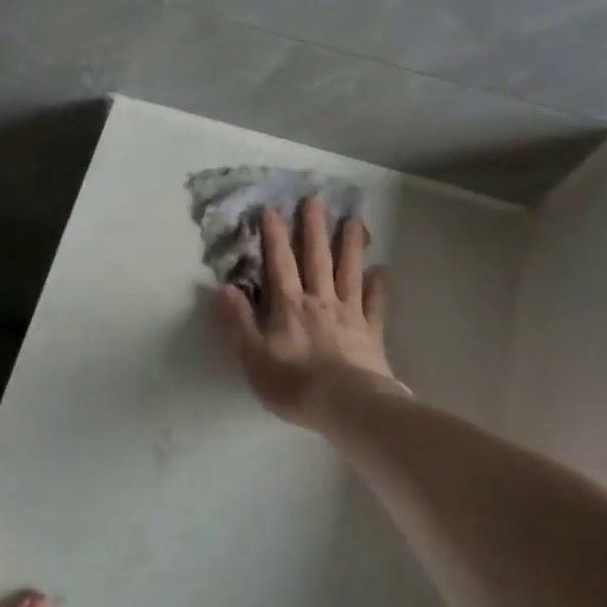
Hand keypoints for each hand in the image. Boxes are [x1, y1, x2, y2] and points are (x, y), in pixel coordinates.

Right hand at [211, 196, 396, 429]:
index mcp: (288, 307)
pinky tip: (382, 271)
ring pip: (349, 272)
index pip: (279, 264)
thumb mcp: (252, 357)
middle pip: (316, 259)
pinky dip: (379, 286)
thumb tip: (224, 288)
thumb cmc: (294, 384)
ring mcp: (349, 315)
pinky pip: (376, 304)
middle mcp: (320, 302)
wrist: (348, 406)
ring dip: (350, 245)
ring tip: (353, 221)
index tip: (271, 210)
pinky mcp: (371, 333)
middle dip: (313, 229)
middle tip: (315, 200)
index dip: (274, 237)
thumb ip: (237, 322)